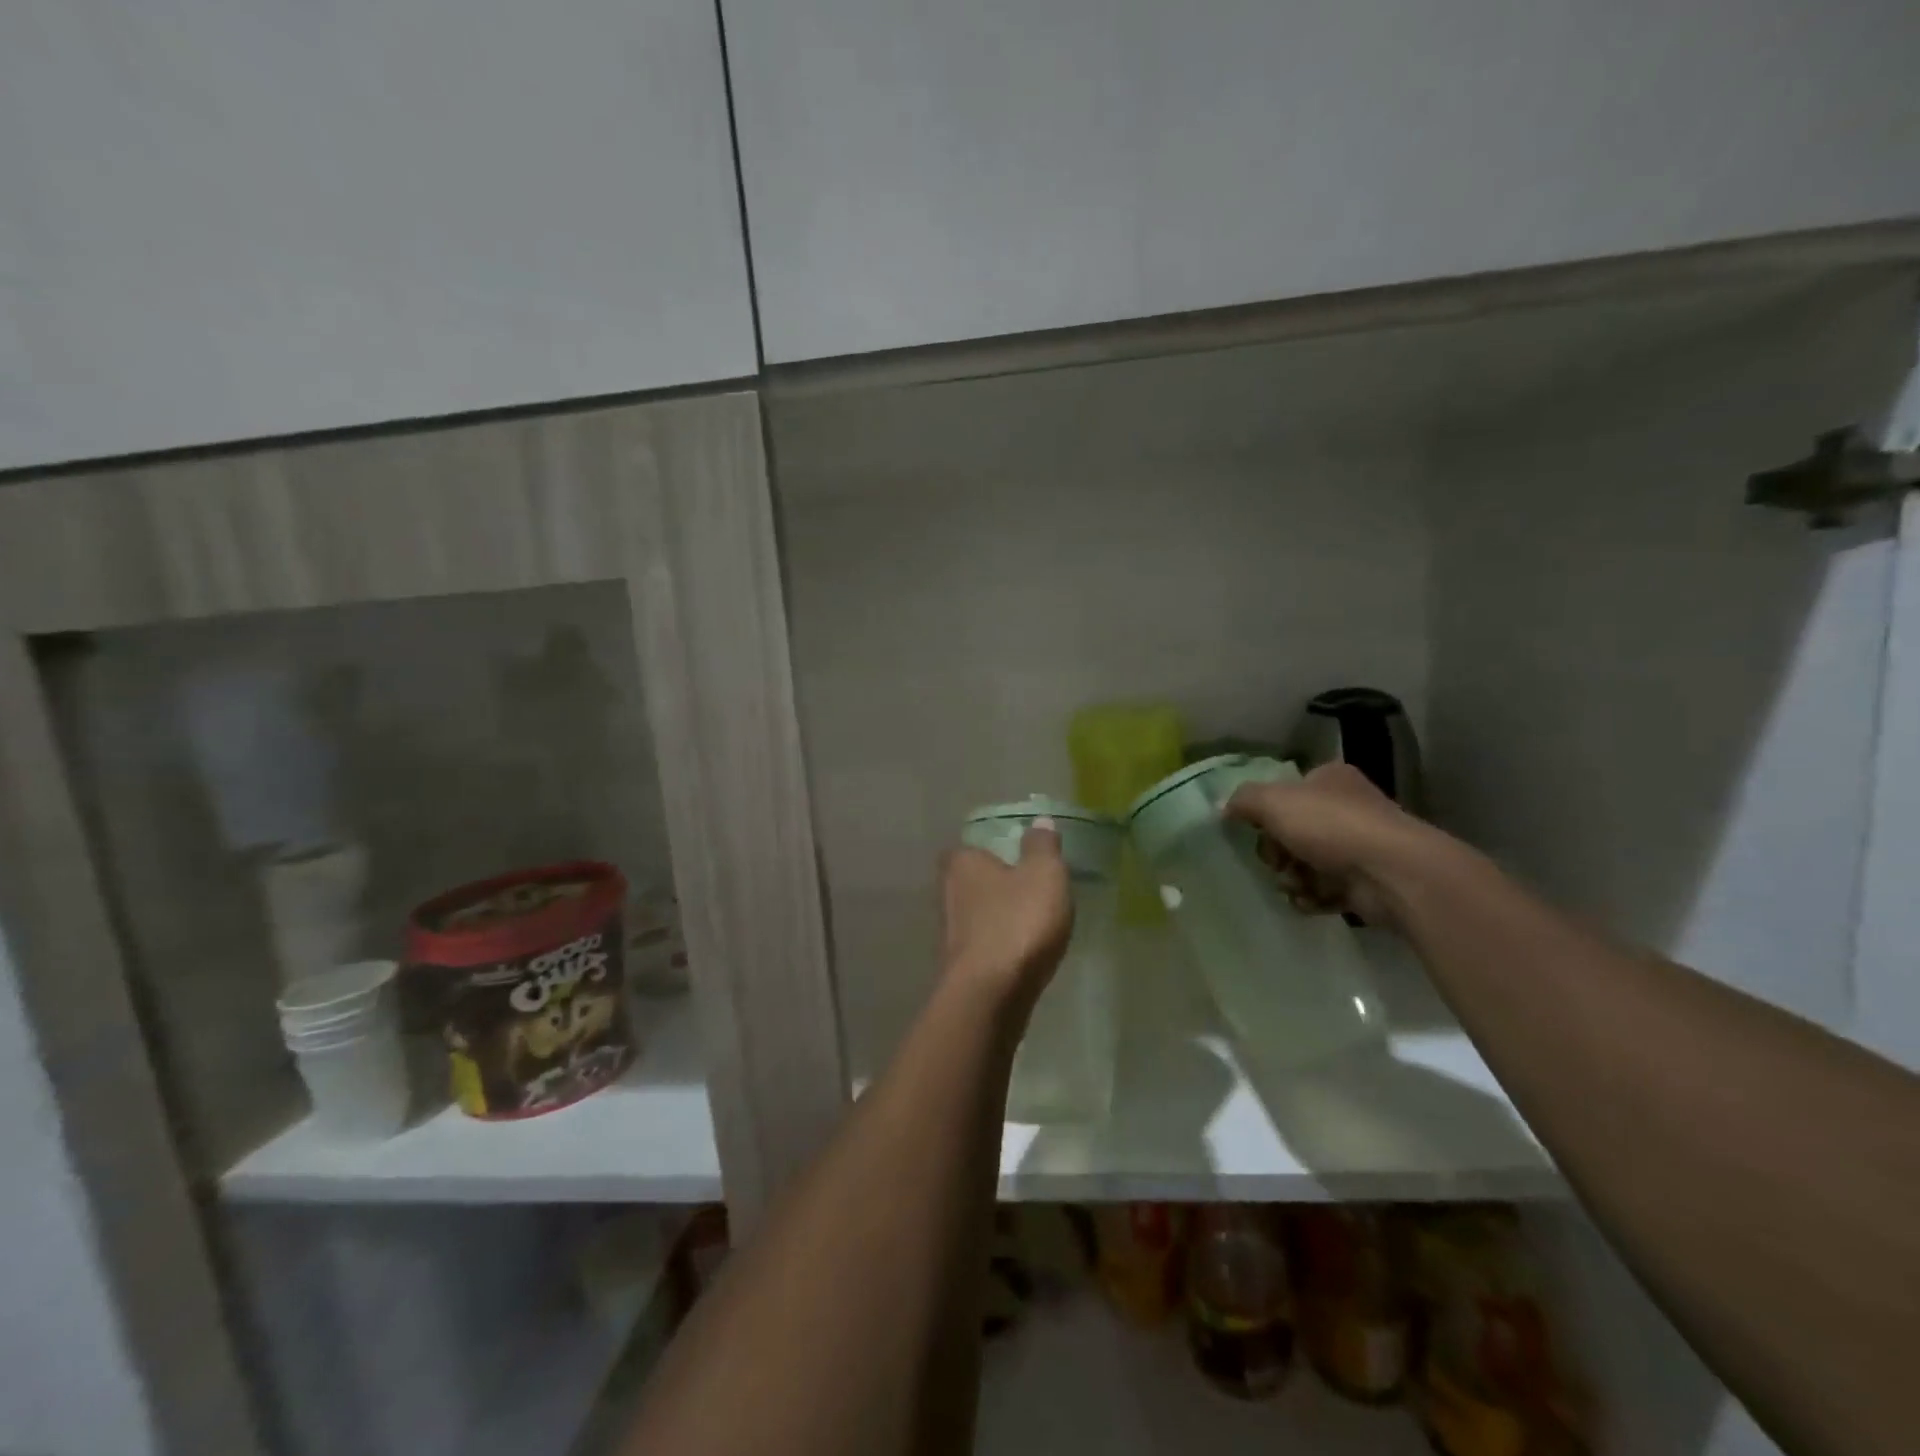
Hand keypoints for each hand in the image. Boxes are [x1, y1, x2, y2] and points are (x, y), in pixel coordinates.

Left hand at [940, 820, 1073, 1005]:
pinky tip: (1021, 954)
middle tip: (1027, 890)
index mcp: (962, 864)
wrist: (991, 995)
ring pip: (976, 916)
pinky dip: (999, 946)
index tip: (1013, 858)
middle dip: (994, 886)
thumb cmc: (1018, 922)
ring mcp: (950, 934)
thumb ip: (1042, 847)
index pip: (967, 848)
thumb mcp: (1044, 875)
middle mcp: (948, 894)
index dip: (989, 851)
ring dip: (997, 918)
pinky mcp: (959, 968)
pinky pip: (983, 946)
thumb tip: (1039, 821)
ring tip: (1031, 923)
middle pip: (970, 882)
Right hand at [1224, 762, 1436, 926]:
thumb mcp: (1273, 801)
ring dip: (1292, 877)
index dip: (1266, 811)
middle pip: (1292, 830)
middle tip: (1275, 861)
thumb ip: (1243, 800)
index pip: (1288, 791)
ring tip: (1296, 885)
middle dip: (1277, 851)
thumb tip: (1223, 807)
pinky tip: (1310, 900)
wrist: (1392, 873)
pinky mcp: (1366, 882)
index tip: (1256, 829)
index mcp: (1330, 779)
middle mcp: (1348, 808)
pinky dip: (1312, 897)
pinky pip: (1325, 890)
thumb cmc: (1331, 826)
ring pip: (1306, 863)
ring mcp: (1359, 846)